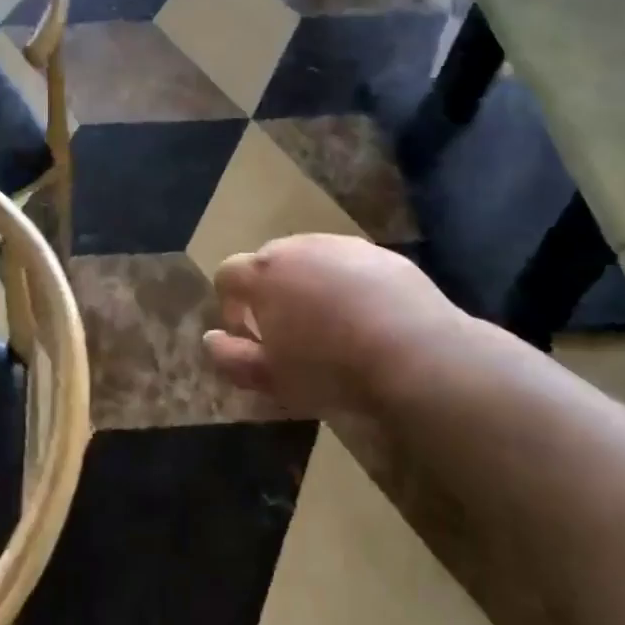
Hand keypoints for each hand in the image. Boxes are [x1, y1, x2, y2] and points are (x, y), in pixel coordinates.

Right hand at [204, 234, 478, 412]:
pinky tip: (368, 319)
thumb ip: (231, 358)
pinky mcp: (380, 253)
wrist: (415, 352)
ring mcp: (341, 245)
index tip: (247, 335)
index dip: (229, 304)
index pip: (227, 274)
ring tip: (330, 326)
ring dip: (309, 286)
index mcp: (263, 274)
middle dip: (269, 292)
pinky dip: (348, 285)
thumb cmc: (330, 369)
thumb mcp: (272, 378)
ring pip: (311, 261)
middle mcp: (297, 247)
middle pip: (268, 262)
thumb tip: (210, 339)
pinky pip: (350, 265)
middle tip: (288, 332)